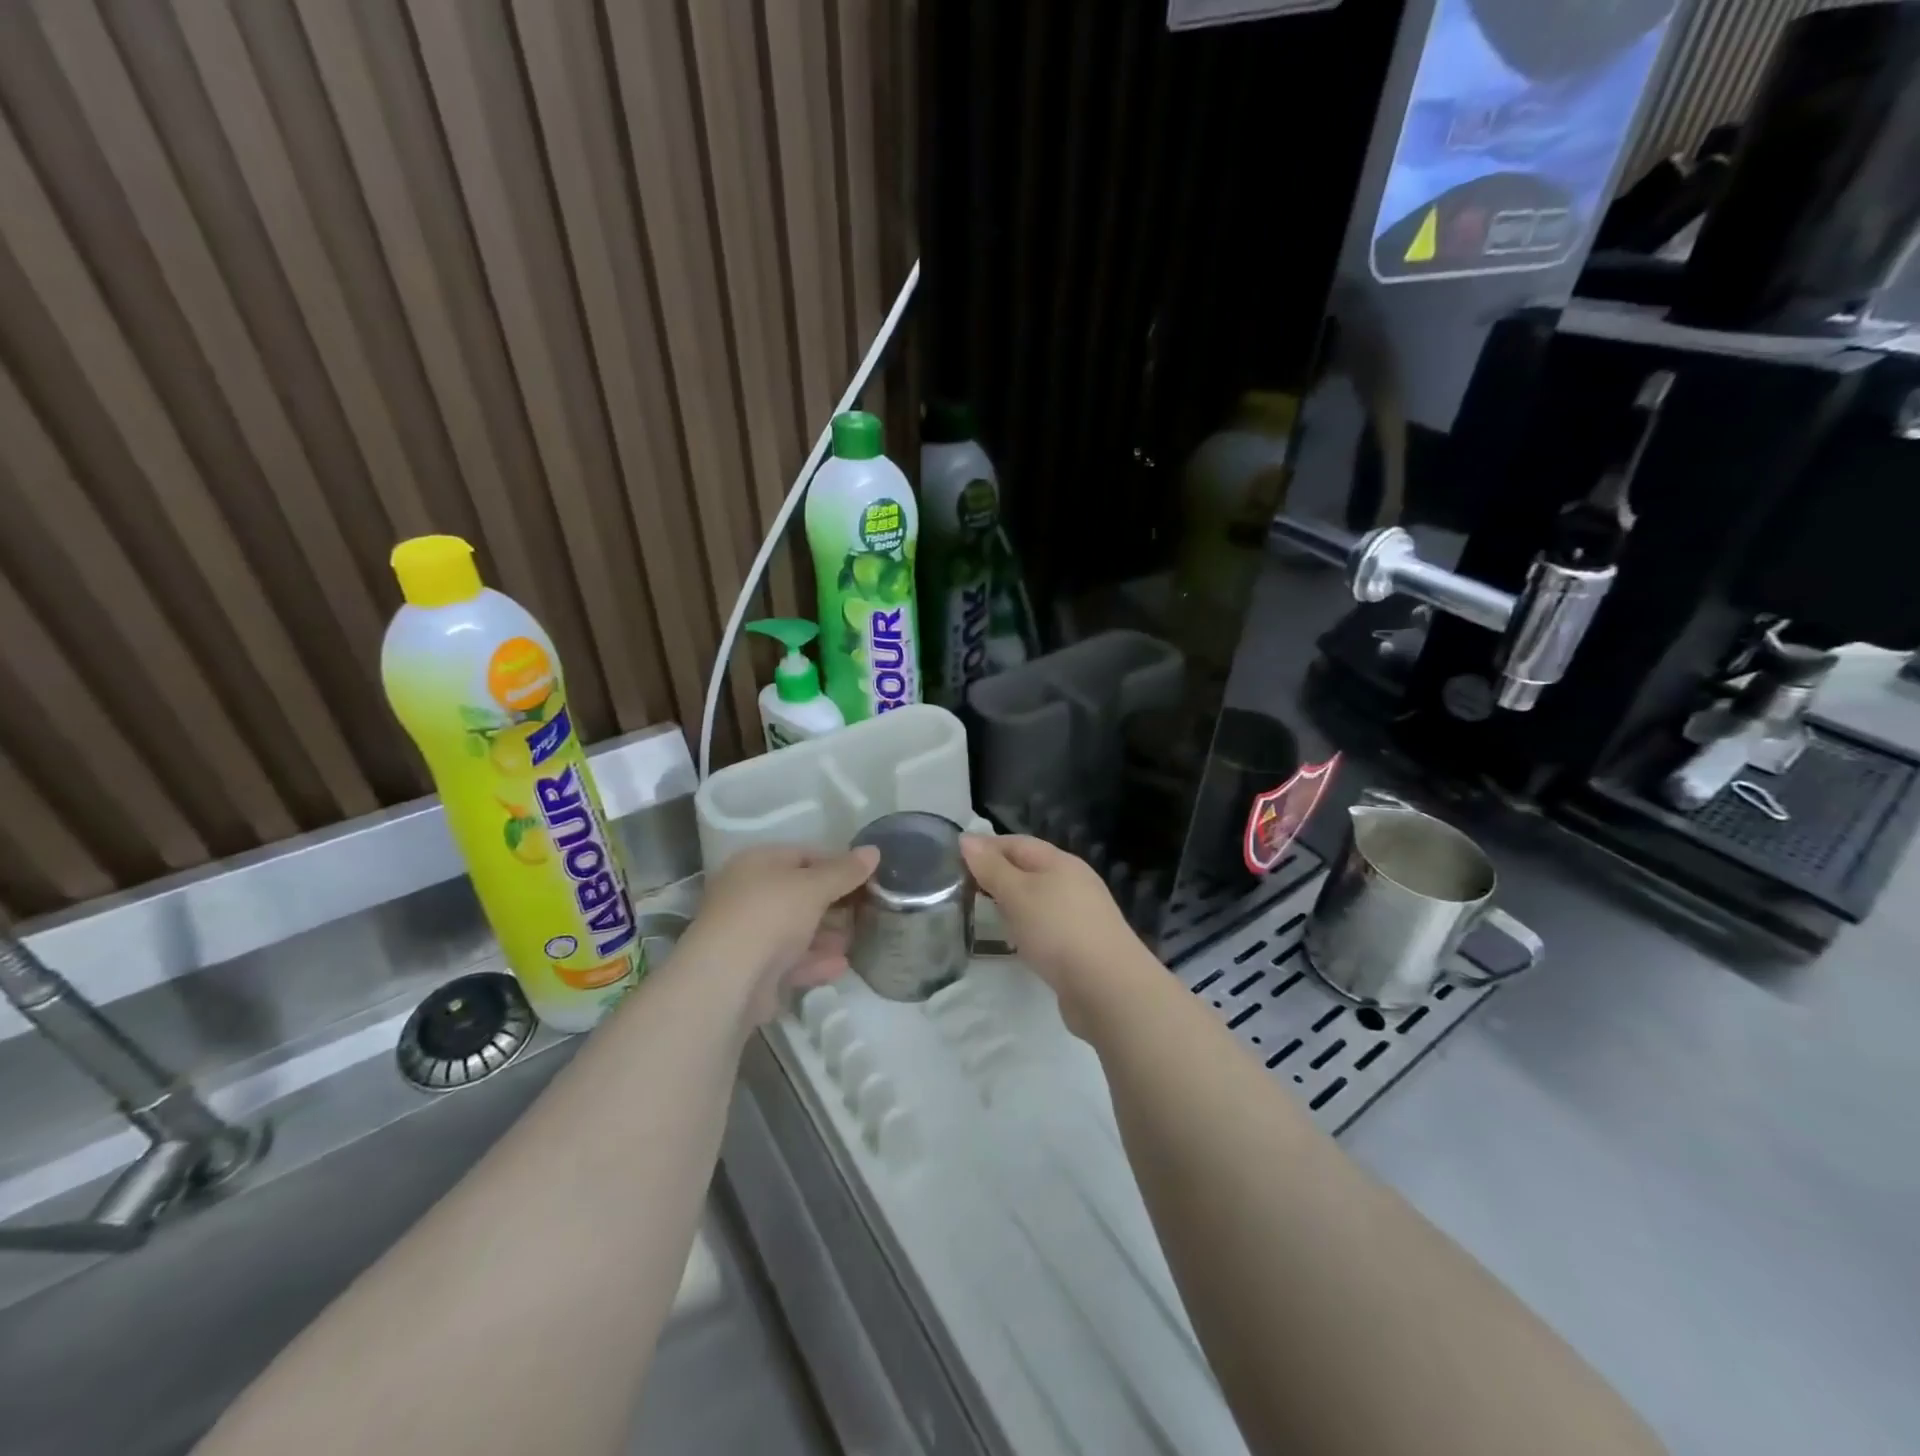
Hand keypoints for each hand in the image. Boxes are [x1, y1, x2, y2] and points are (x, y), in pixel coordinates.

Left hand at [677, 843, 878, 1026]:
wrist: (728, 979)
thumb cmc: (771, 915)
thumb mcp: (814, 886)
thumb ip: (844, 871)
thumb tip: (873, 851)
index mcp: (756, 864)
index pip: (802, 854)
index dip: (836, 863)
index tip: (865, 876)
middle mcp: (747, 894)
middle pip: (798, 894)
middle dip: (832, 903)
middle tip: (865, 909)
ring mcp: (747, 934)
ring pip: (794, 929)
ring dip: (825, 935)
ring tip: (855, 940)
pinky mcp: (752, 971)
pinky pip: (789, 961)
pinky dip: (814, 962)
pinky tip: (841, 966)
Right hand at [960, 834, 1145, 1025]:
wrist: (1108, 989)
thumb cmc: (1058, 931)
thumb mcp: (1018, 894)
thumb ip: (991, 867)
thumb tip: (967, 839)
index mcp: (1060, 862)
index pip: (1017, 843)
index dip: (986, 846)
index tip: (954, 857)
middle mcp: (1073, 882)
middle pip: (1029, 868)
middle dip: (997, 873)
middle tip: (962, 886)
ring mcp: (1080, 914)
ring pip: (1037, 898)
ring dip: (1011, 901)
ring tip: (982, 912)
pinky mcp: (1081, 944)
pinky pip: (1046, 925)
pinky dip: (1026, 926)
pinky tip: (1014, 940)